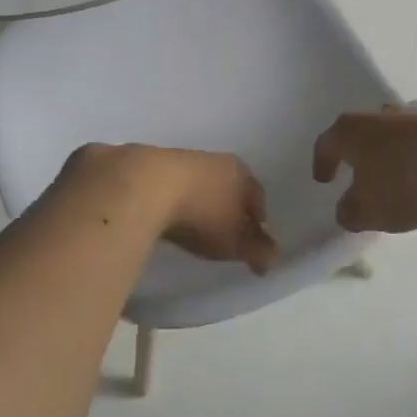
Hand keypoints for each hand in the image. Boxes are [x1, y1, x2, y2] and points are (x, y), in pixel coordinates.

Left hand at [63, 144, 278, 273]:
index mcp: (238, 171)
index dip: (258, 215)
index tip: (255, 233)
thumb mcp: (234, 240)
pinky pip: (165, 186)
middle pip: (226, 183)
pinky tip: (161, 214)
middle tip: (225, 228)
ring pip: (195, 181)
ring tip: (191, 223)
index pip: (256, 193)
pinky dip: (168, 199)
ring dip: (196, 199)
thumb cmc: (200, 214)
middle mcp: (211, 159)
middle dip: (228, 203)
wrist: (142, 187)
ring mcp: (176, 159)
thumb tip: (274, 257)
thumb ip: (258, 249)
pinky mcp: (145, 165)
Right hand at [313, 108, 416, 233]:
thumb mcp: (367, 211)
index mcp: (351, 132)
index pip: (327, 144)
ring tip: (397, 173)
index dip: (323, 163)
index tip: (323, 180)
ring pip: (396, 132)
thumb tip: (347, 209)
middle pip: (362, 130)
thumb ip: (350, 212)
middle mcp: (379, 117)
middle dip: (360, 150)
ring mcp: (415, 117)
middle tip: (360, 171)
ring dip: (393, 150)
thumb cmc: (404, 183)